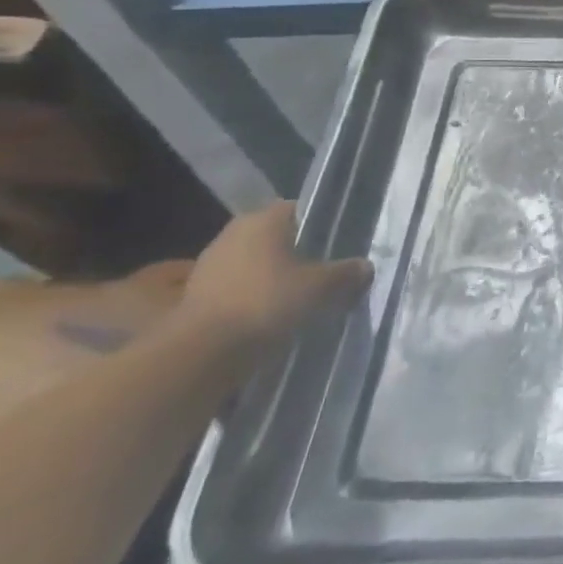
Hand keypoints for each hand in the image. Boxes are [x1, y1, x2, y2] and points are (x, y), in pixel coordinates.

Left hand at [173, 203, 370, 351]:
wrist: (201, 354)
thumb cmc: (266, 303)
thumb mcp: (321, 288)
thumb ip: (347, 273)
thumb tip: (365, 267)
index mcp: (264, 219)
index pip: (299, 209)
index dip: (321, 225)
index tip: (338, 244)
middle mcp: (234, 233)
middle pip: (276, 237)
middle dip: (299, 252)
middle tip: (325, 272)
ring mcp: (210, 265)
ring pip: (256, 263)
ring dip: (275, 276)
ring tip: (301, 298)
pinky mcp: (197, 295)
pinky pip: (238, 287)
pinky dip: (255, 297)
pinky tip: (274, 316)